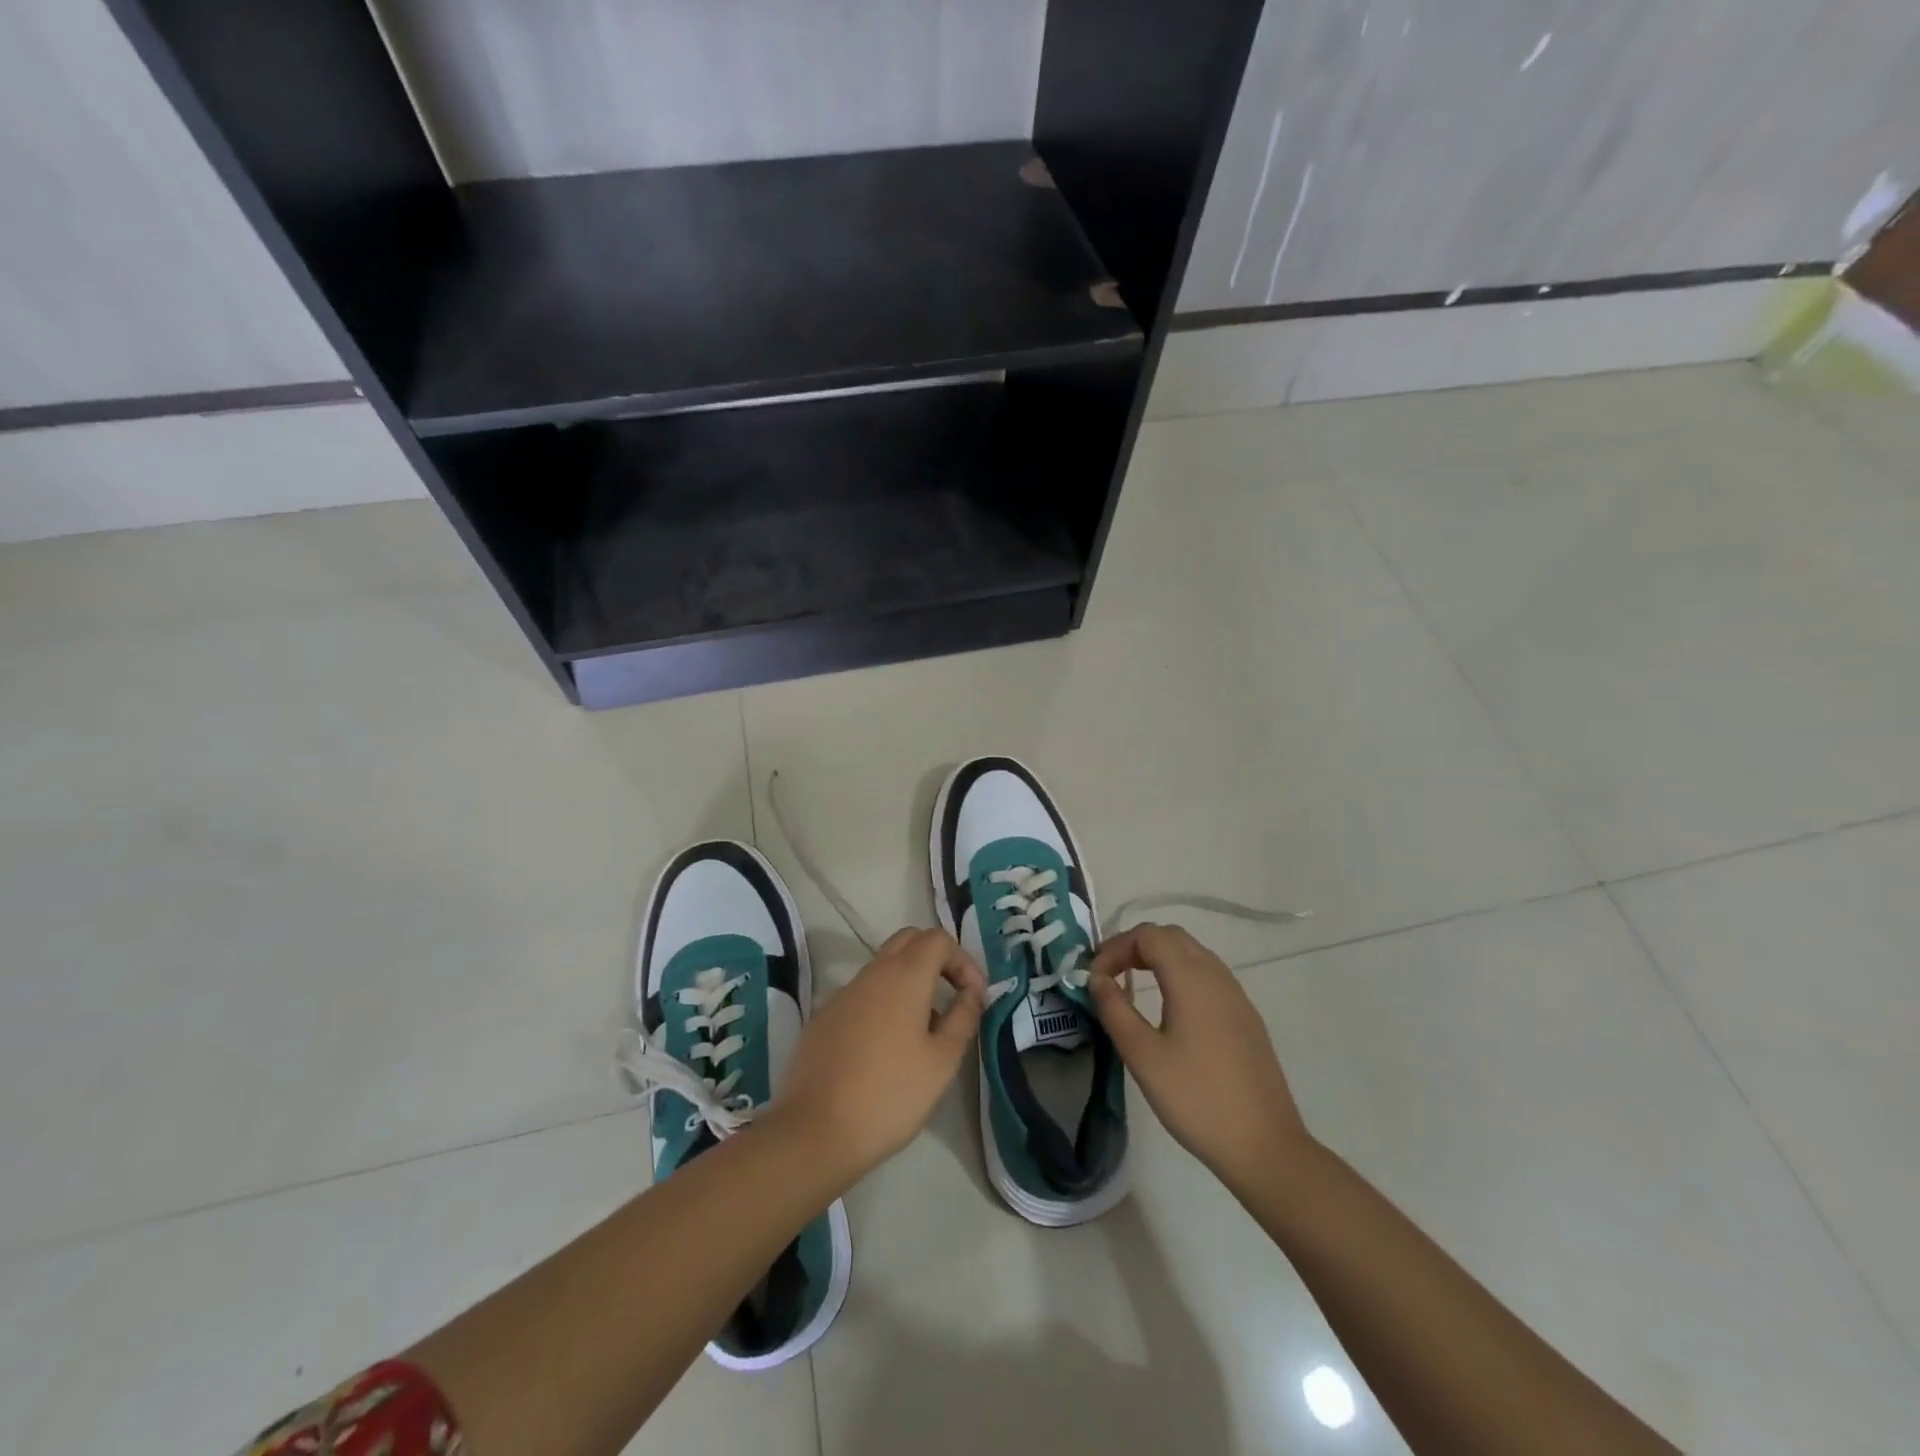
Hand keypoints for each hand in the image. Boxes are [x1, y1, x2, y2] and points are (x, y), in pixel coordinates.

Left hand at [772, 927, 985, 1184]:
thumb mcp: (942, 1061)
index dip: (963, 960)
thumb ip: (963, 1018)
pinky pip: (861, 994)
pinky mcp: (824, 1017)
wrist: (815, 1131)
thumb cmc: (890, 1095)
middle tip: (952, 997)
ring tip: (923, 1030)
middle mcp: (871, 973)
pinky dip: (882, 1003)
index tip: (974, 997)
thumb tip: (971, 994)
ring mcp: (842, 993)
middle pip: (908, 940)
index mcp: (904, 976)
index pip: (938, 939)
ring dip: (909, 982)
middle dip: (936, 960)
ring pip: (883, 967)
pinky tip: (885, 1047)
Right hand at [1087, 924, 1313, 1192]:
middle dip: (1135, 946)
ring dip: (1159, 957)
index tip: (1094, 978)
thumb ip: (1114, 1009)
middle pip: (1172, 936)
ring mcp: (1236, 996)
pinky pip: (1208, 976)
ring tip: (1132, 984)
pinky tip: (1169, 1007)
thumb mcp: (1143, 1056)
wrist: (1265, 1146)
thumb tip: (1095, 978)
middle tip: (1109, 974)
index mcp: (1192, 979)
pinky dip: (1180, 974)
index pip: (1148, 936)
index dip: (1115, 947)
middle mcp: (1217, 976)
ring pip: (1193, 953)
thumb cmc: (1196, 1099)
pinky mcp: (1246, 1017)